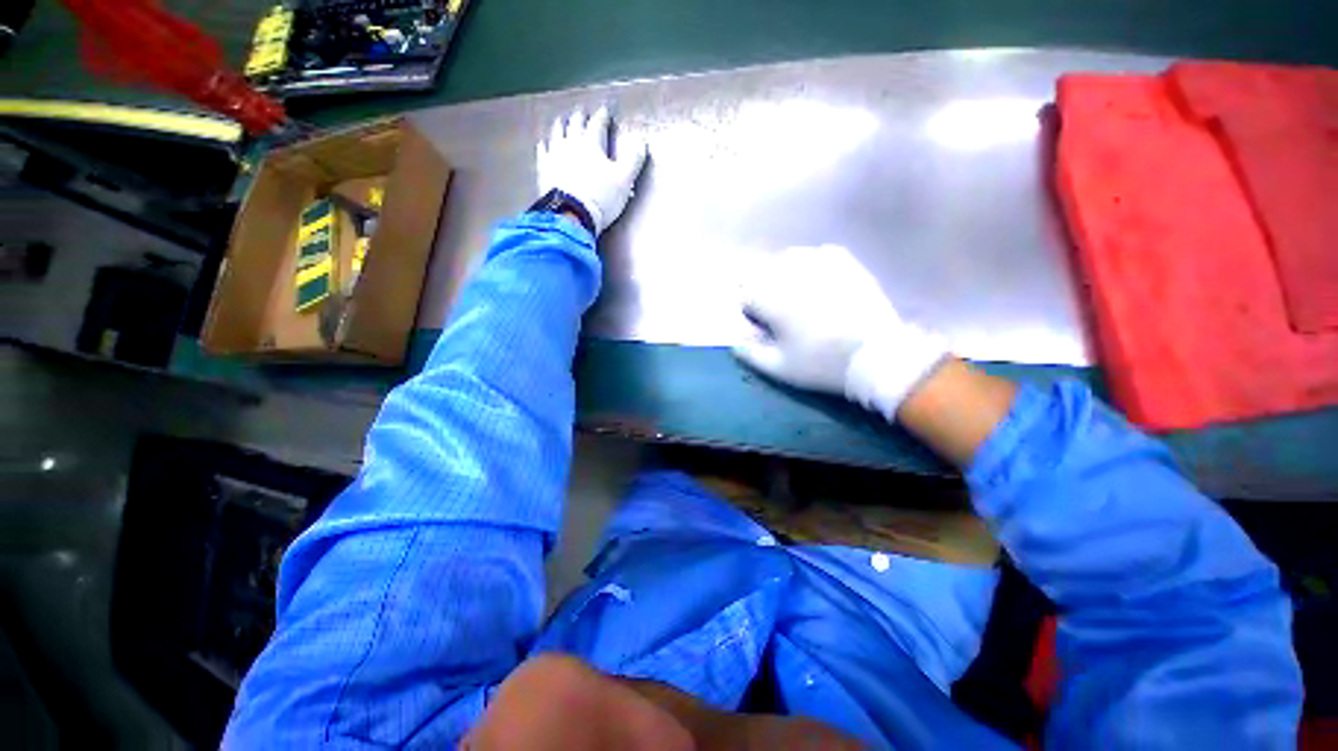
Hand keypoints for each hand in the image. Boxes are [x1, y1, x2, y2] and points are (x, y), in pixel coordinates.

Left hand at [536, 107, 647, 234]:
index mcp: (591, 144)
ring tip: (561, 121)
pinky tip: (543, 144)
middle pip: (575, 125)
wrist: (571, 215)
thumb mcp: (624, 180)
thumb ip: (633, 159)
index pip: (597, 124)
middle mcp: (571, 144)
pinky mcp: (544, 170)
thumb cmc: (601, 198)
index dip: (602, 117)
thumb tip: (641, 140)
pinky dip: (544, 146)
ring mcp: (555, 156)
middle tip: (581, 113)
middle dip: (580, 118)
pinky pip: (543, 153)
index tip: (605, 111)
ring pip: (557, 134)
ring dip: (561, 126)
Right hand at [733, 245, 949, 420]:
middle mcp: (792, 274)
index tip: (761, 324)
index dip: (750, 310)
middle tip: (779, 311)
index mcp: (773, 300)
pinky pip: (816, 253)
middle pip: (762, 272)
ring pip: (787, 258)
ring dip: (784, 273)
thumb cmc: (823, 364)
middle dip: (763, 289)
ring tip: (798, 294)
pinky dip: (811, 264)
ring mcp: (819, 264)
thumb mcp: (780, 369)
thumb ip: (751, 355)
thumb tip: (734, 344)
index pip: (745, 294)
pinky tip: (817, 280)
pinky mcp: (844, 262)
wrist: (878, 356)